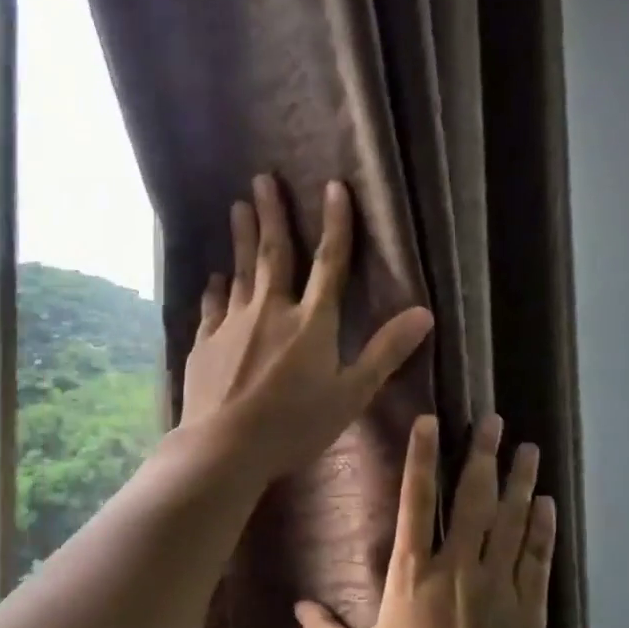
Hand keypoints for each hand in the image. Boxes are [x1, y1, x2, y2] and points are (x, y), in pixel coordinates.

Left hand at [180, 175, 434, 485]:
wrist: (223, 448)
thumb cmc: (293, 426)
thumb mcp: (350, 395)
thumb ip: (384, 353)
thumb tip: (423, 314)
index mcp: (311, 323)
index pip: (329, 263)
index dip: (336, 224)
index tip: (334, 186)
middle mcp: (270, 312)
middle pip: (274, 255)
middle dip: (271, 214)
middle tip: (262, 179)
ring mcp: (232, 326)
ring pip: (240, 273)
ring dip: (241, 239)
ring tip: (238, 208)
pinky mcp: (205, 345)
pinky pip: (212, 307)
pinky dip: (215, 289)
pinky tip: (214, 279)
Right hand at [295, 412, 556, 627]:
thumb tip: (297, 609)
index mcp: (413, 575)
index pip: (416, 502)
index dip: (423, 458)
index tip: (432, 422)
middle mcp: (458, 567)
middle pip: (472, 499)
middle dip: (482, 455)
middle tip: (494, 420)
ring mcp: (498, 584)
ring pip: (511, 520)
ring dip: (519, 481)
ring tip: (528, 447)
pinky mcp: (528, 605)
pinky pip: (536, 556)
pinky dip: (542, 527)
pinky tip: (546, 503)